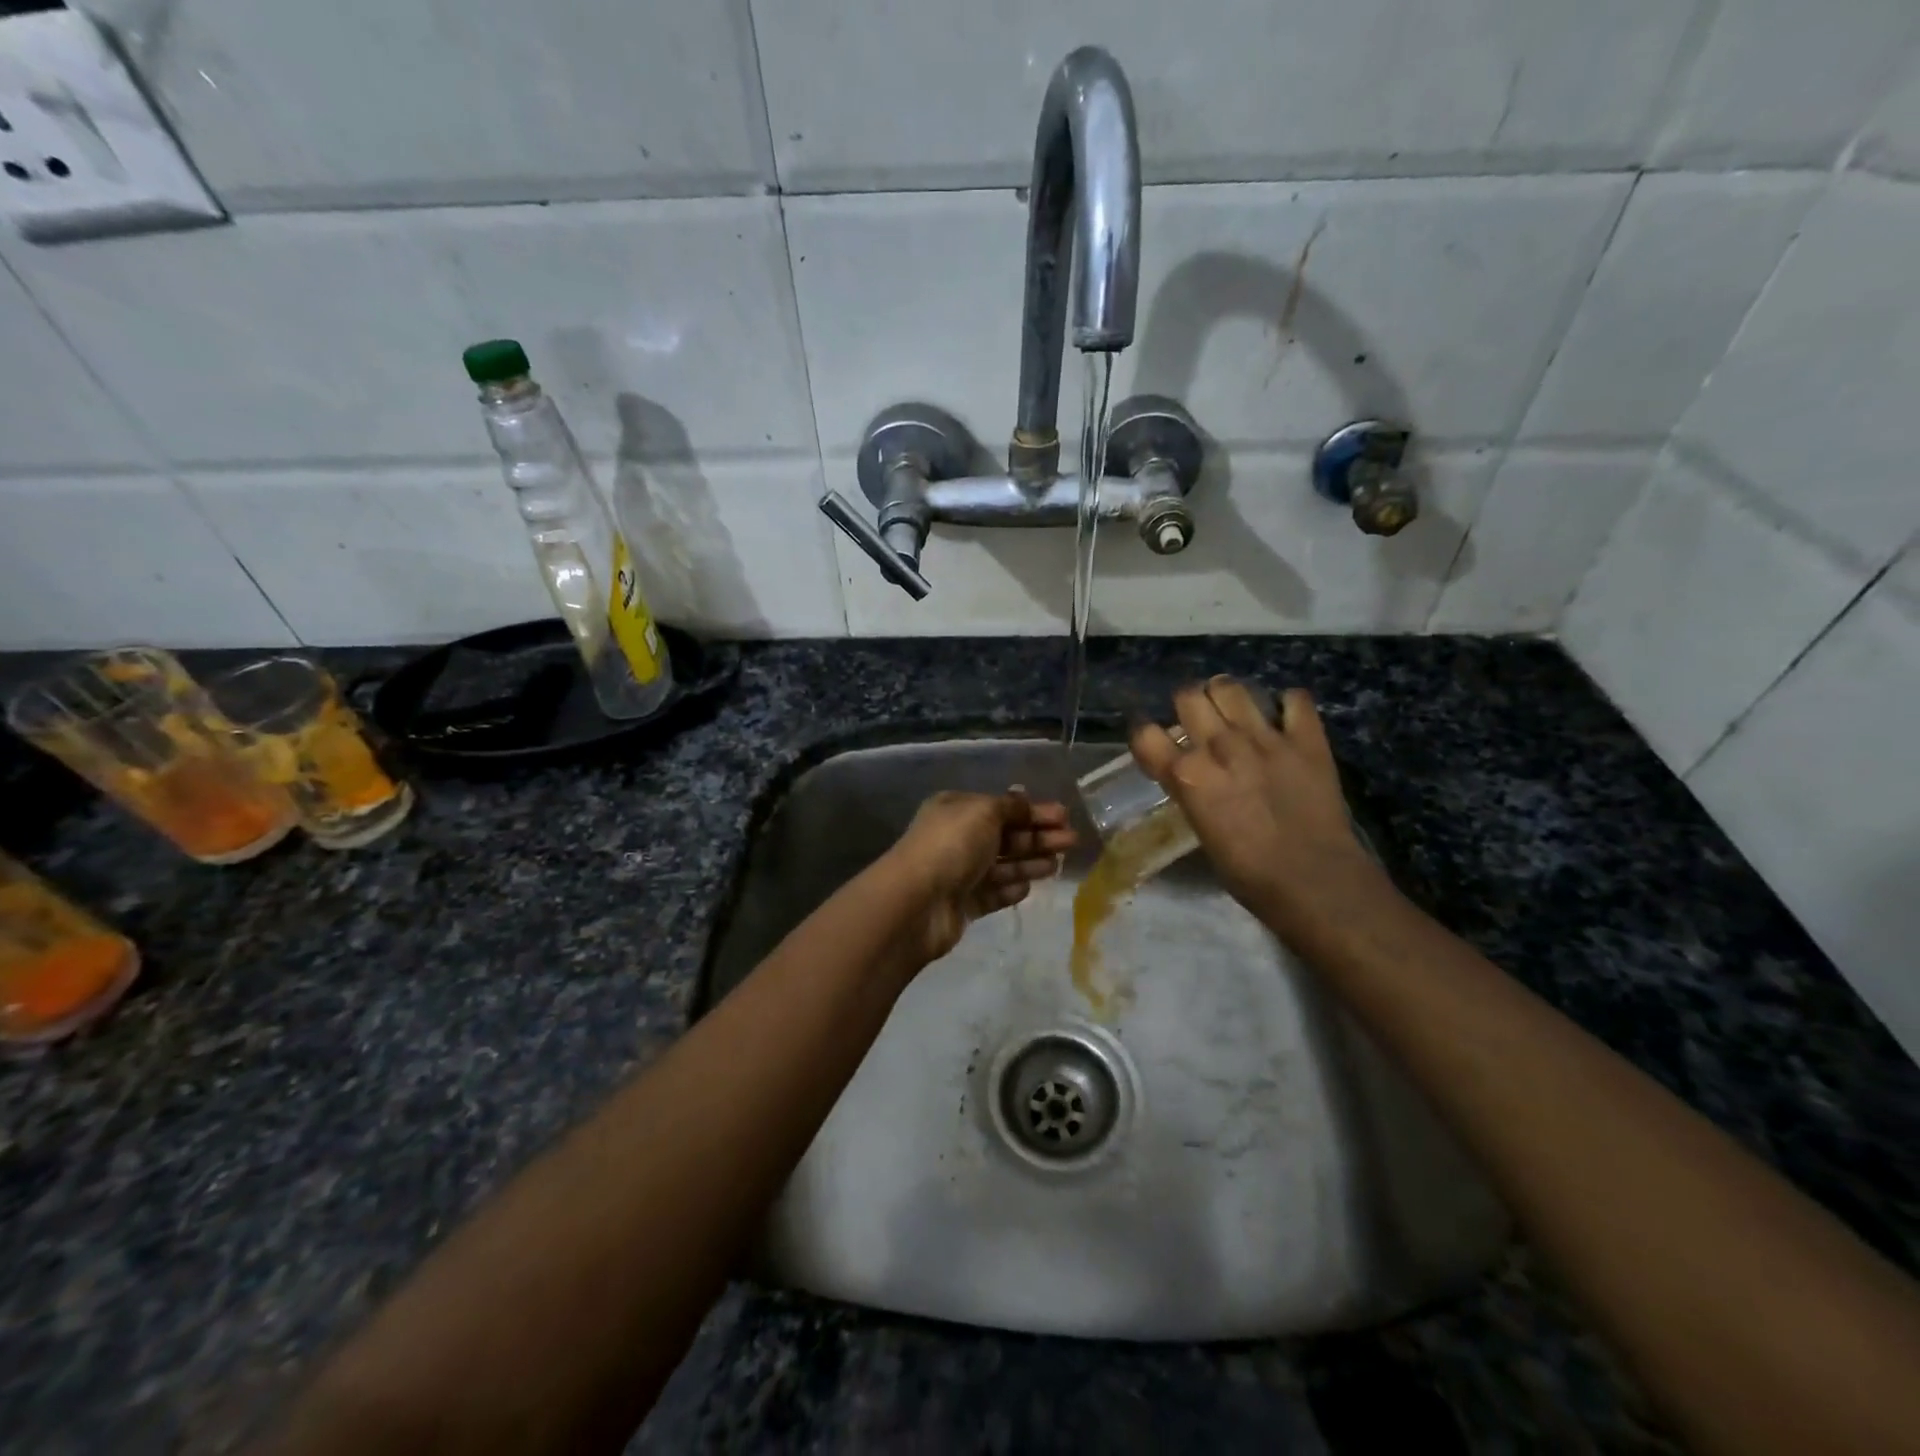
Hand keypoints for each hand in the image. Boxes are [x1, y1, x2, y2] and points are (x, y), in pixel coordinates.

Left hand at [885, 791, 1075, 962]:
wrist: (917, 902)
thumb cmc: (951, 846)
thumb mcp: (984, 812)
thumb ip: (1010, 807)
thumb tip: (1024, 799)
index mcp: (956, 809)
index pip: (1001, 807)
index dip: (1032, 811)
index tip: (1064, 816)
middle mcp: (956, 838)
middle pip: (1005, 836)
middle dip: (1038, 837)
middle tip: (1071, 840)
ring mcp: (958, 873)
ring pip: (1002, 865)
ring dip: (1029, 863)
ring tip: (1058, 865)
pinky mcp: (962, 904)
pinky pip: (992, 893)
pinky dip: (1010, 889)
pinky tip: (1029, 888)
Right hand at [1130, 677, 1382, 931]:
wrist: (1315, 883)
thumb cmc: (1249, 875)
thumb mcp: (1202, 831)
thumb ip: (1192, 792)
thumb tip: (1192, 776)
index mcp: (1188, 775)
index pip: (1146, 733)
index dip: (1146, 734)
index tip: (1155, 743)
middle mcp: (1220, 747)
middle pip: (1188, 695)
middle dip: (1188, 705)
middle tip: (1198, 722)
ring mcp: (1265, 738)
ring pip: (1232, 688)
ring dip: (1227, 696)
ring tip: (1233, 711)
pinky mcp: (1306, 739)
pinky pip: (1295, 699)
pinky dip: (1287, 705)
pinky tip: (1284, 719)